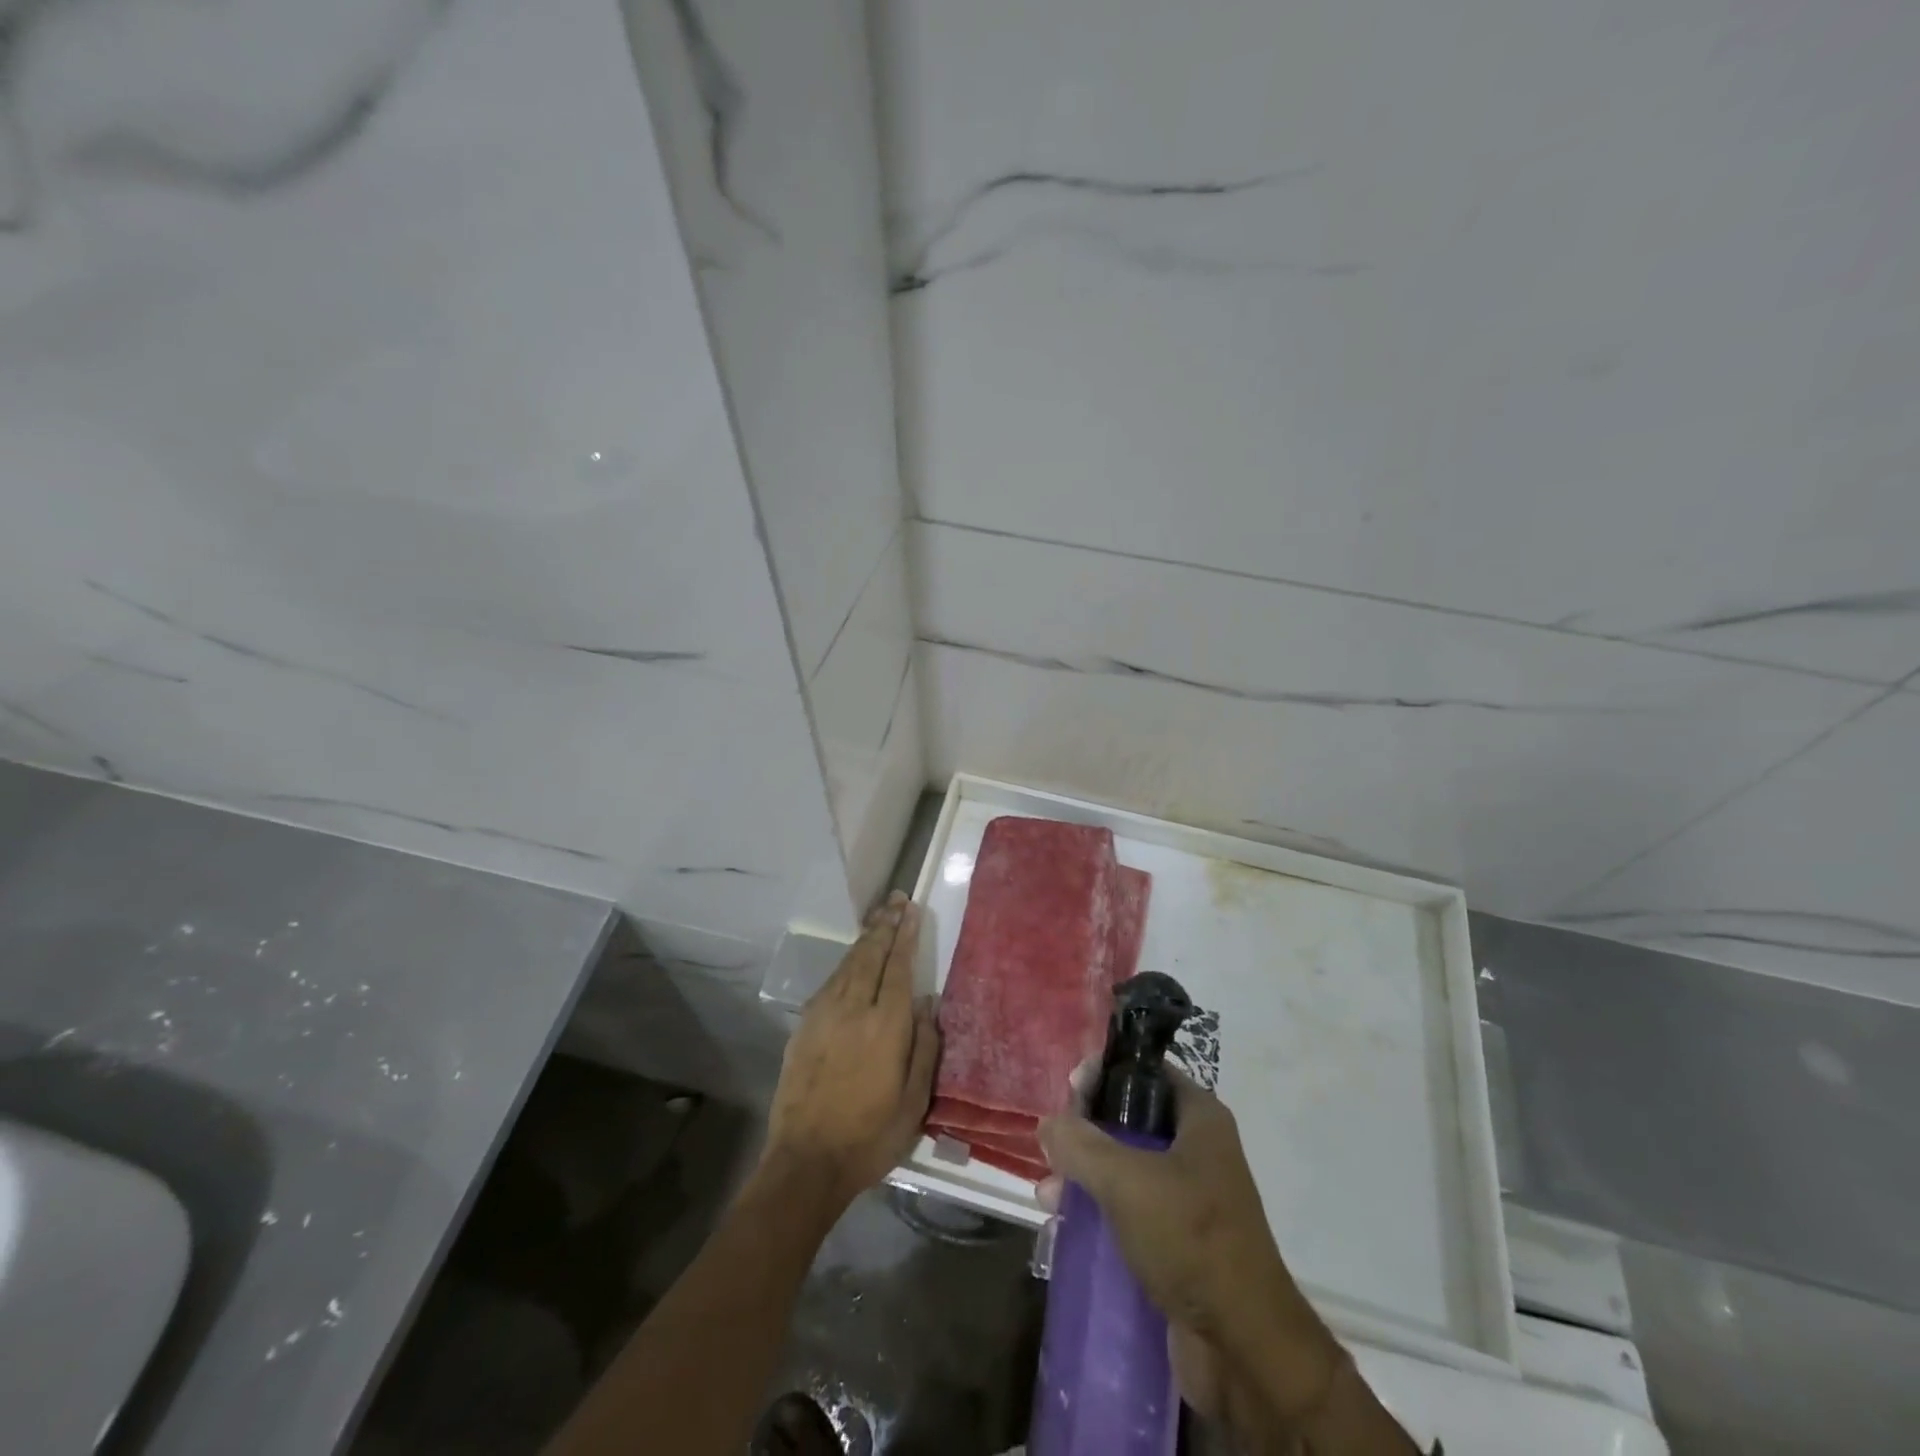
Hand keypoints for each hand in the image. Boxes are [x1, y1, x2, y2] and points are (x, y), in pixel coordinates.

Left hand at [764, 893, 938, 1207]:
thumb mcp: (914, 1102)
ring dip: (865, 938)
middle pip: (871, 956)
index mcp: (886, 1026)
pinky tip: (852, 960)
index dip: (906, 936)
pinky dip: (845, 963)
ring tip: (879, 918)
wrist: (806, 1161)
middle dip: (885, 925)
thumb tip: (927, 1003)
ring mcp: (824, 1015)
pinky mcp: (805, 1026)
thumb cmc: (870, 1136)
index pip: (898, 967)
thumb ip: (924, 1046)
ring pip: (848, 964)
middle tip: (896, 900)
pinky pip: (830, 982)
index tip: (912, 910)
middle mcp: (854, 1009)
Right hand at [1038, 1068, 1342, 1426]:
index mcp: (1199, 1119)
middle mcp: (1197, 1149)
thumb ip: (1081, 1144)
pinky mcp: (1178, 1241)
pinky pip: (1130, 1210)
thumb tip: (1048, 1123)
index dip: (1105, 1073)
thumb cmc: (1192, 1240)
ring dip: (1085, 1175)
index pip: (1145, 1072)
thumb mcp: (1127, 1181)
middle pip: (1130, 1120)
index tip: (1067, 1089)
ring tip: (1049, 1194)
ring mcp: (1189, 1197)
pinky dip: (1099, 1211)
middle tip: (1052, 1145)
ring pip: (1125, 1167)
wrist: (1245, 1349)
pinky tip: (1066, 1223)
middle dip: (1086, 1131)